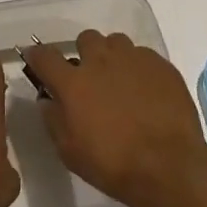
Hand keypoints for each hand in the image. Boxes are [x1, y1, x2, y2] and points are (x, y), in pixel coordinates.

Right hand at [21, 30, 206, 206]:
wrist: (168, 167)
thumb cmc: (112, 164)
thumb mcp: (69, 151)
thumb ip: (53, 119)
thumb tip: (48, 99)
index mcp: (73, 82)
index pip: (45, 55)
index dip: (38, 56)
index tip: (37, 62)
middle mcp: (101, 61)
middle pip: (85, 39)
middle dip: (84, 54)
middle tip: (90, 78)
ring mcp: (134, 59)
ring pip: (116, 42)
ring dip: (112, 57)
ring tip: (120, 81)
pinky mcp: (161, 65)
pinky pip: (143, 56)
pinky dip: (139, 68)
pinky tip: (146, 91)